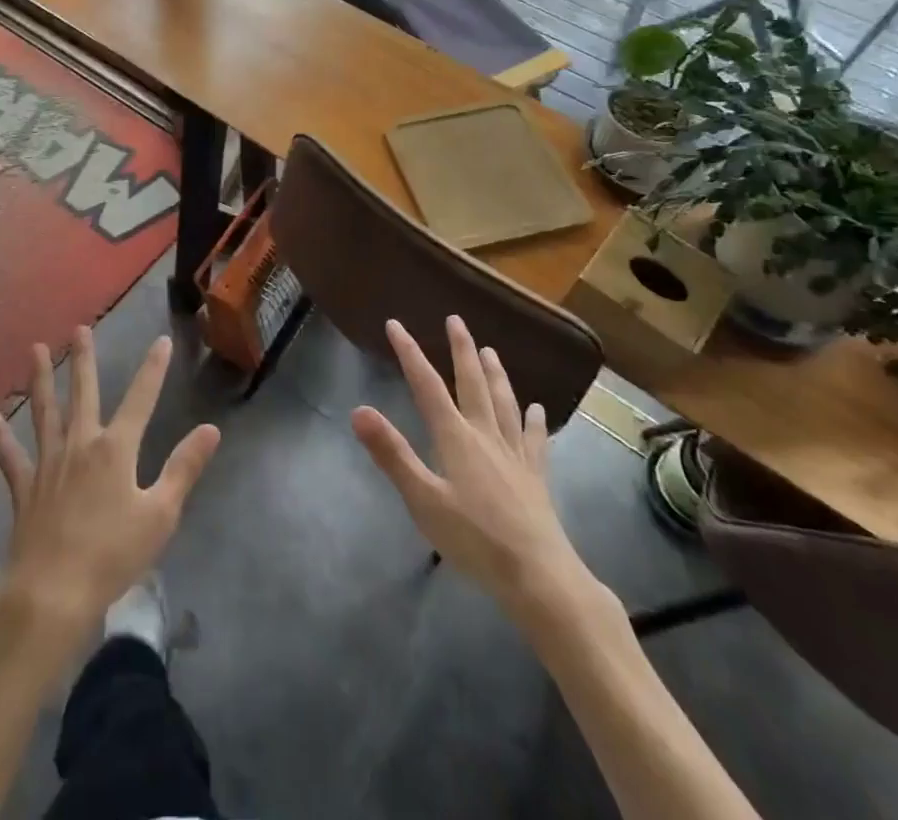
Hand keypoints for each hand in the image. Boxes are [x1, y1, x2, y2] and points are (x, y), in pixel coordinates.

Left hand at [0, 328, 220, 655]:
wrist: (52, 593)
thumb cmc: (113, 555)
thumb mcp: (161, 514)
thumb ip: (184, 467)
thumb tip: (211, 429)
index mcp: (116, 448)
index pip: (141, 398)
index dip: (153, 369)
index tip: (161, 341)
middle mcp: (80, 444)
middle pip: (83, 393)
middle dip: (84, 359)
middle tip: (80, 328)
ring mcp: (48, 463)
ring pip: (44, 411)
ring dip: (41, 379)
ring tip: (36, 349)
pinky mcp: (24, 488)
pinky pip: (10, 456)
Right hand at [351, 317, 599, 628]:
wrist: (539, 576)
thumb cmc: (474, 540)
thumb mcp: (423, 500)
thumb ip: (392, 454)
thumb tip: (358, 411)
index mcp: (455, 438)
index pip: (427, 385)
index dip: (410, 353)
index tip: (395, 325)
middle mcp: (486, 435)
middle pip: (473, 383)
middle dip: (461, 350)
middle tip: (456, 320)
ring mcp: (514, 455)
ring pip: (504, 403)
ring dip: (496, 374)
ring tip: (490, 350)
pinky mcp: (535, 477)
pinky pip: (534, 439)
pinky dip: (533, 421)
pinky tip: (537, 410)